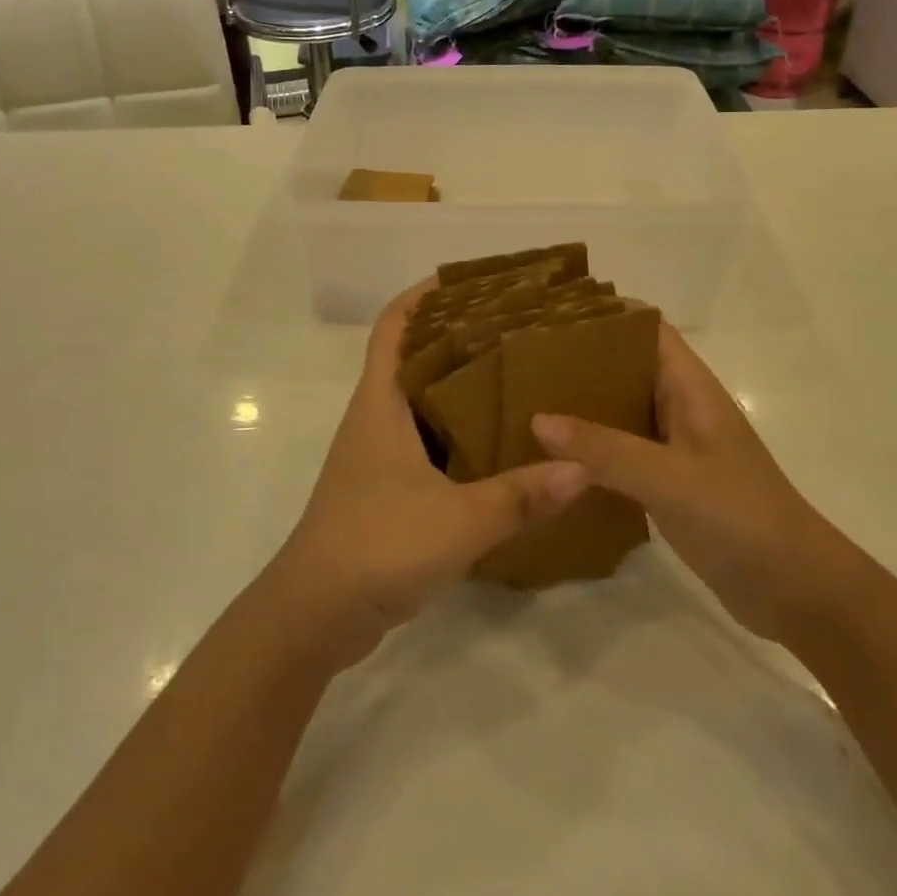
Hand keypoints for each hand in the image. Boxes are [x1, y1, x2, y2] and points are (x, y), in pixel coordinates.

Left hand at [265, 280, 588, 667]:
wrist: (315, 615)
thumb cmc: (376, 545)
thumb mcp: (458, 520)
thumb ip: (520, 495)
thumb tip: (581, 467)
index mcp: (380, 403)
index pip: (394, 326)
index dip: (422, 295)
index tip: (468, 280)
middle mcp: (375, 418)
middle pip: (411, 357)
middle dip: (454, 335)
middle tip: (511, 327)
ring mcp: (376, 455)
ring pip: (419, 401)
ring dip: (456, 386)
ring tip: (513, 376)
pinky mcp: (384, 489)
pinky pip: (423, 441)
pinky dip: (454, 432)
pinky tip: (494, 445)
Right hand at [531, 323, 837, 643]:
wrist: (798, 593)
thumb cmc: (741, 518)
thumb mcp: (669, 478)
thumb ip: (604, 448)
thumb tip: (537, 418)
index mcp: (689, 387)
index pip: (645, 329)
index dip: (605, 315)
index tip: (551, 314)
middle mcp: (680, 407)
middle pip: (625, 366)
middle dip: (580, 359)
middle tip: (523, 360)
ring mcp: (674, 447)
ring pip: (619, 410)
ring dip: (580, 405)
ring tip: (524, 400)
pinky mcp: (668, 483)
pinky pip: (620, 452)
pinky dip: (589, 448)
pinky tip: (551, 457)